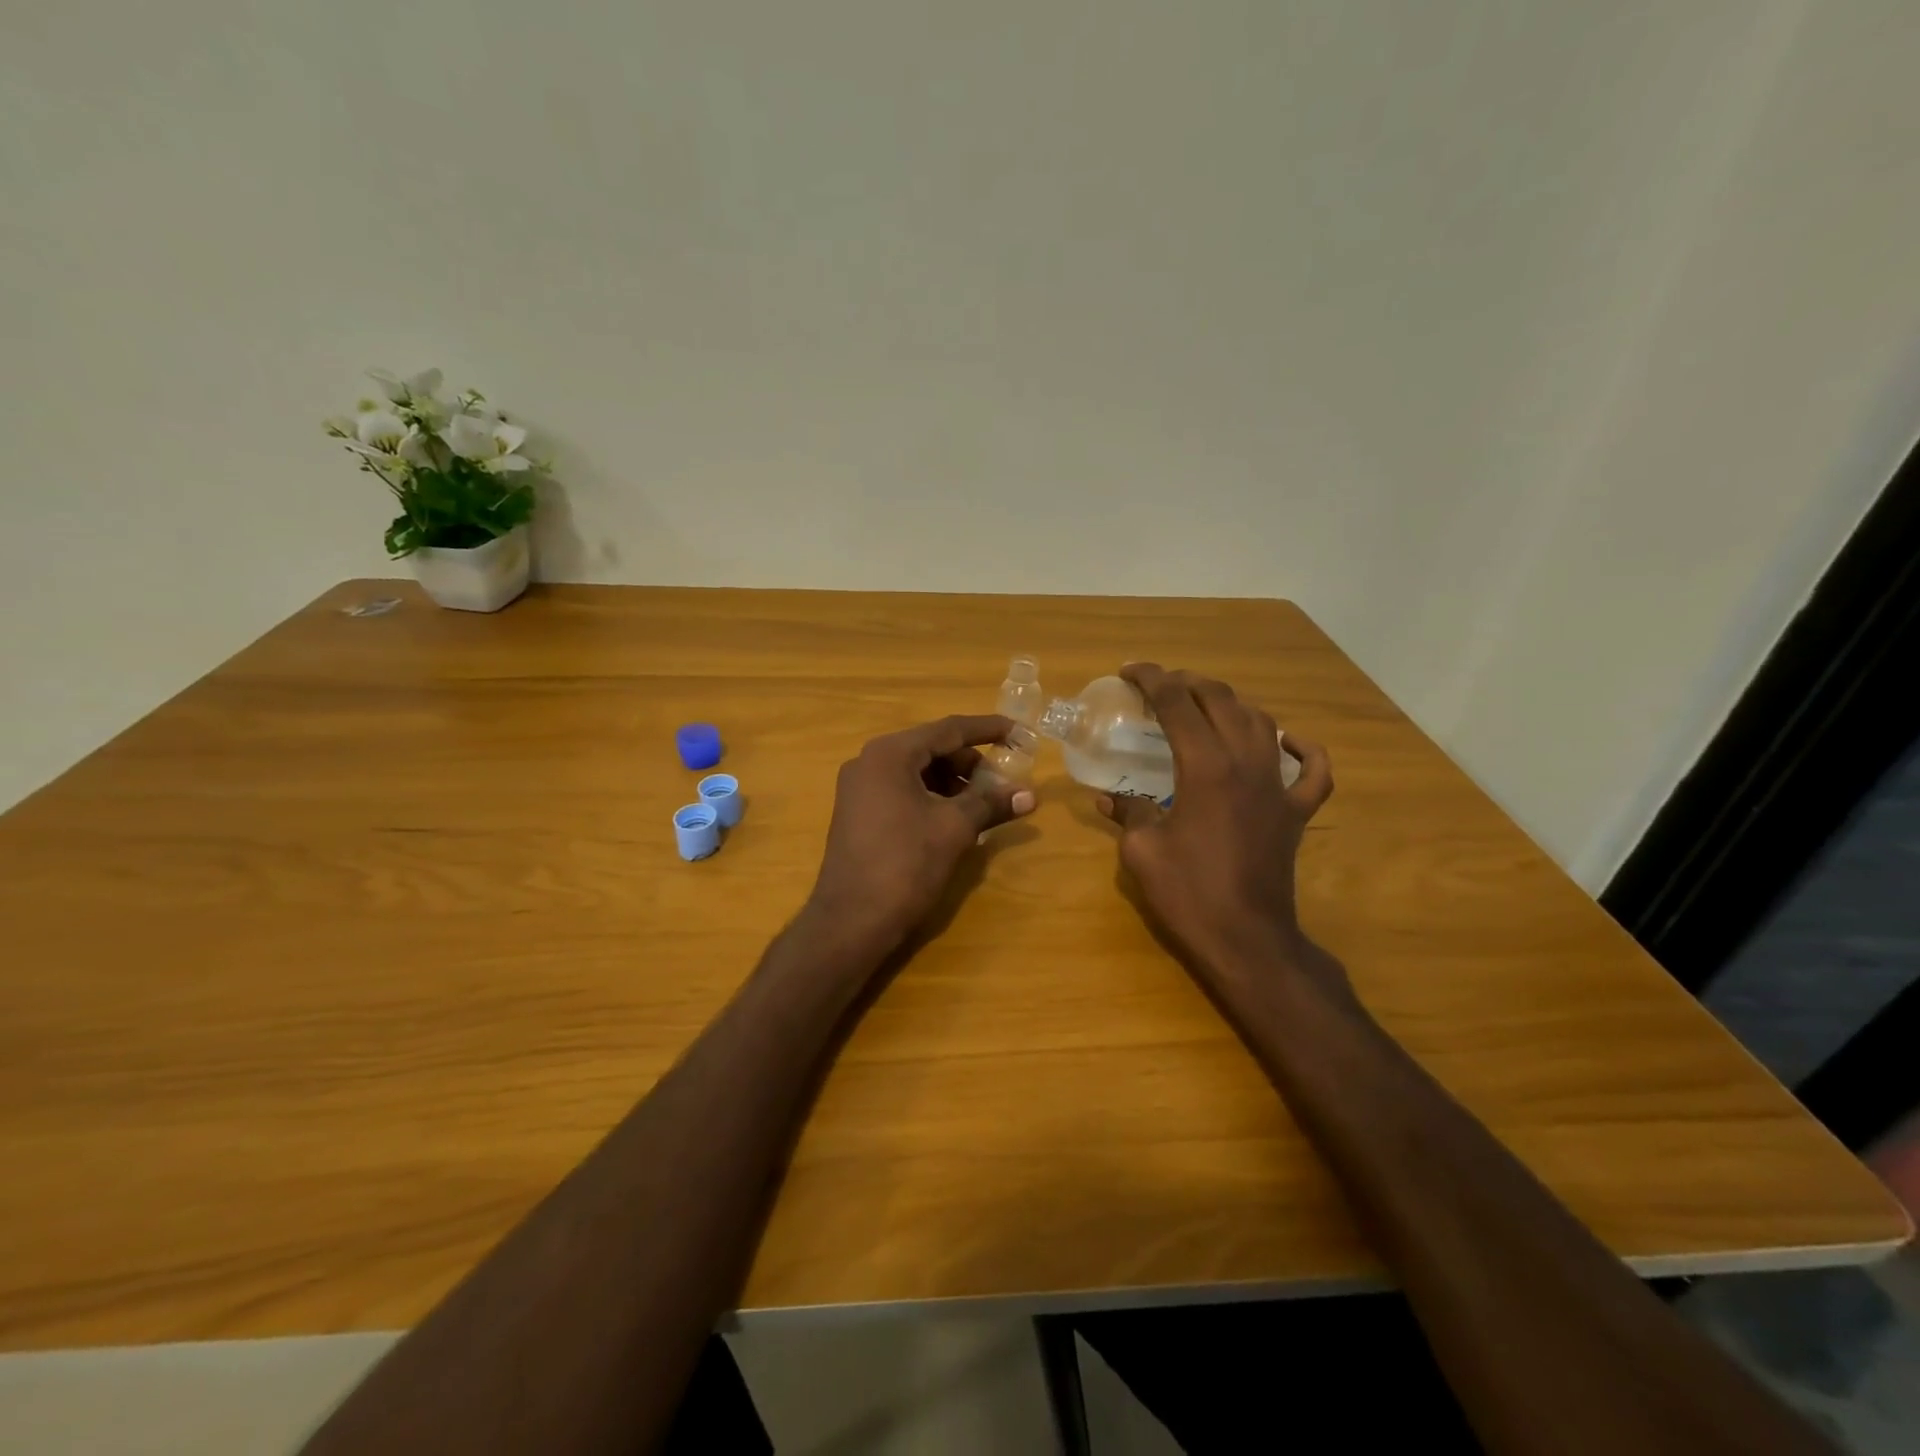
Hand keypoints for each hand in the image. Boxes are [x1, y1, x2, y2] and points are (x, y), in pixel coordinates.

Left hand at [807, 714, 1036, 956]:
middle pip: (931, 749)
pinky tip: (955, 818)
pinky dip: (932, 797)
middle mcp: (869, 762)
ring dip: (953, 782)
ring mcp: (859, 788)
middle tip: (1004, 781)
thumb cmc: (905, 864)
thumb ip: (991, 803)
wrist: (851, 921)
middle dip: (970, 762)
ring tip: (984, 804)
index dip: (987, 729)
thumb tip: (1030, 795)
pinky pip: (902, 791)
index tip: (1019, 732)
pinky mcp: (858, 813)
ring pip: (917, 772)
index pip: (948, 729)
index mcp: (890, 754)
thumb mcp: (954, 829)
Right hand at [1098, 664, 1335, 991]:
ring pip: (1262, 723)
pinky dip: (1303, 750)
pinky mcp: (1296, 812)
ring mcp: (1278, 786)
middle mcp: (1246, 763)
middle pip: (1221, 701)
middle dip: (1187, 683)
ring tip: (1205, 705)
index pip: (1176, 703)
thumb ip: (1129, 813)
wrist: (1247, 940)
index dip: (1151, 679)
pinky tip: (1287, 742)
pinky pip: (1313, 771)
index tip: (1129, 672)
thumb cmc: (1188, 894)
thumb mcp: (1142, 851)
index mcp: (1205, 767)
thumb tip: (1109, 799)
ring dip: (1231, 704)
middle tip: (1160, 686)